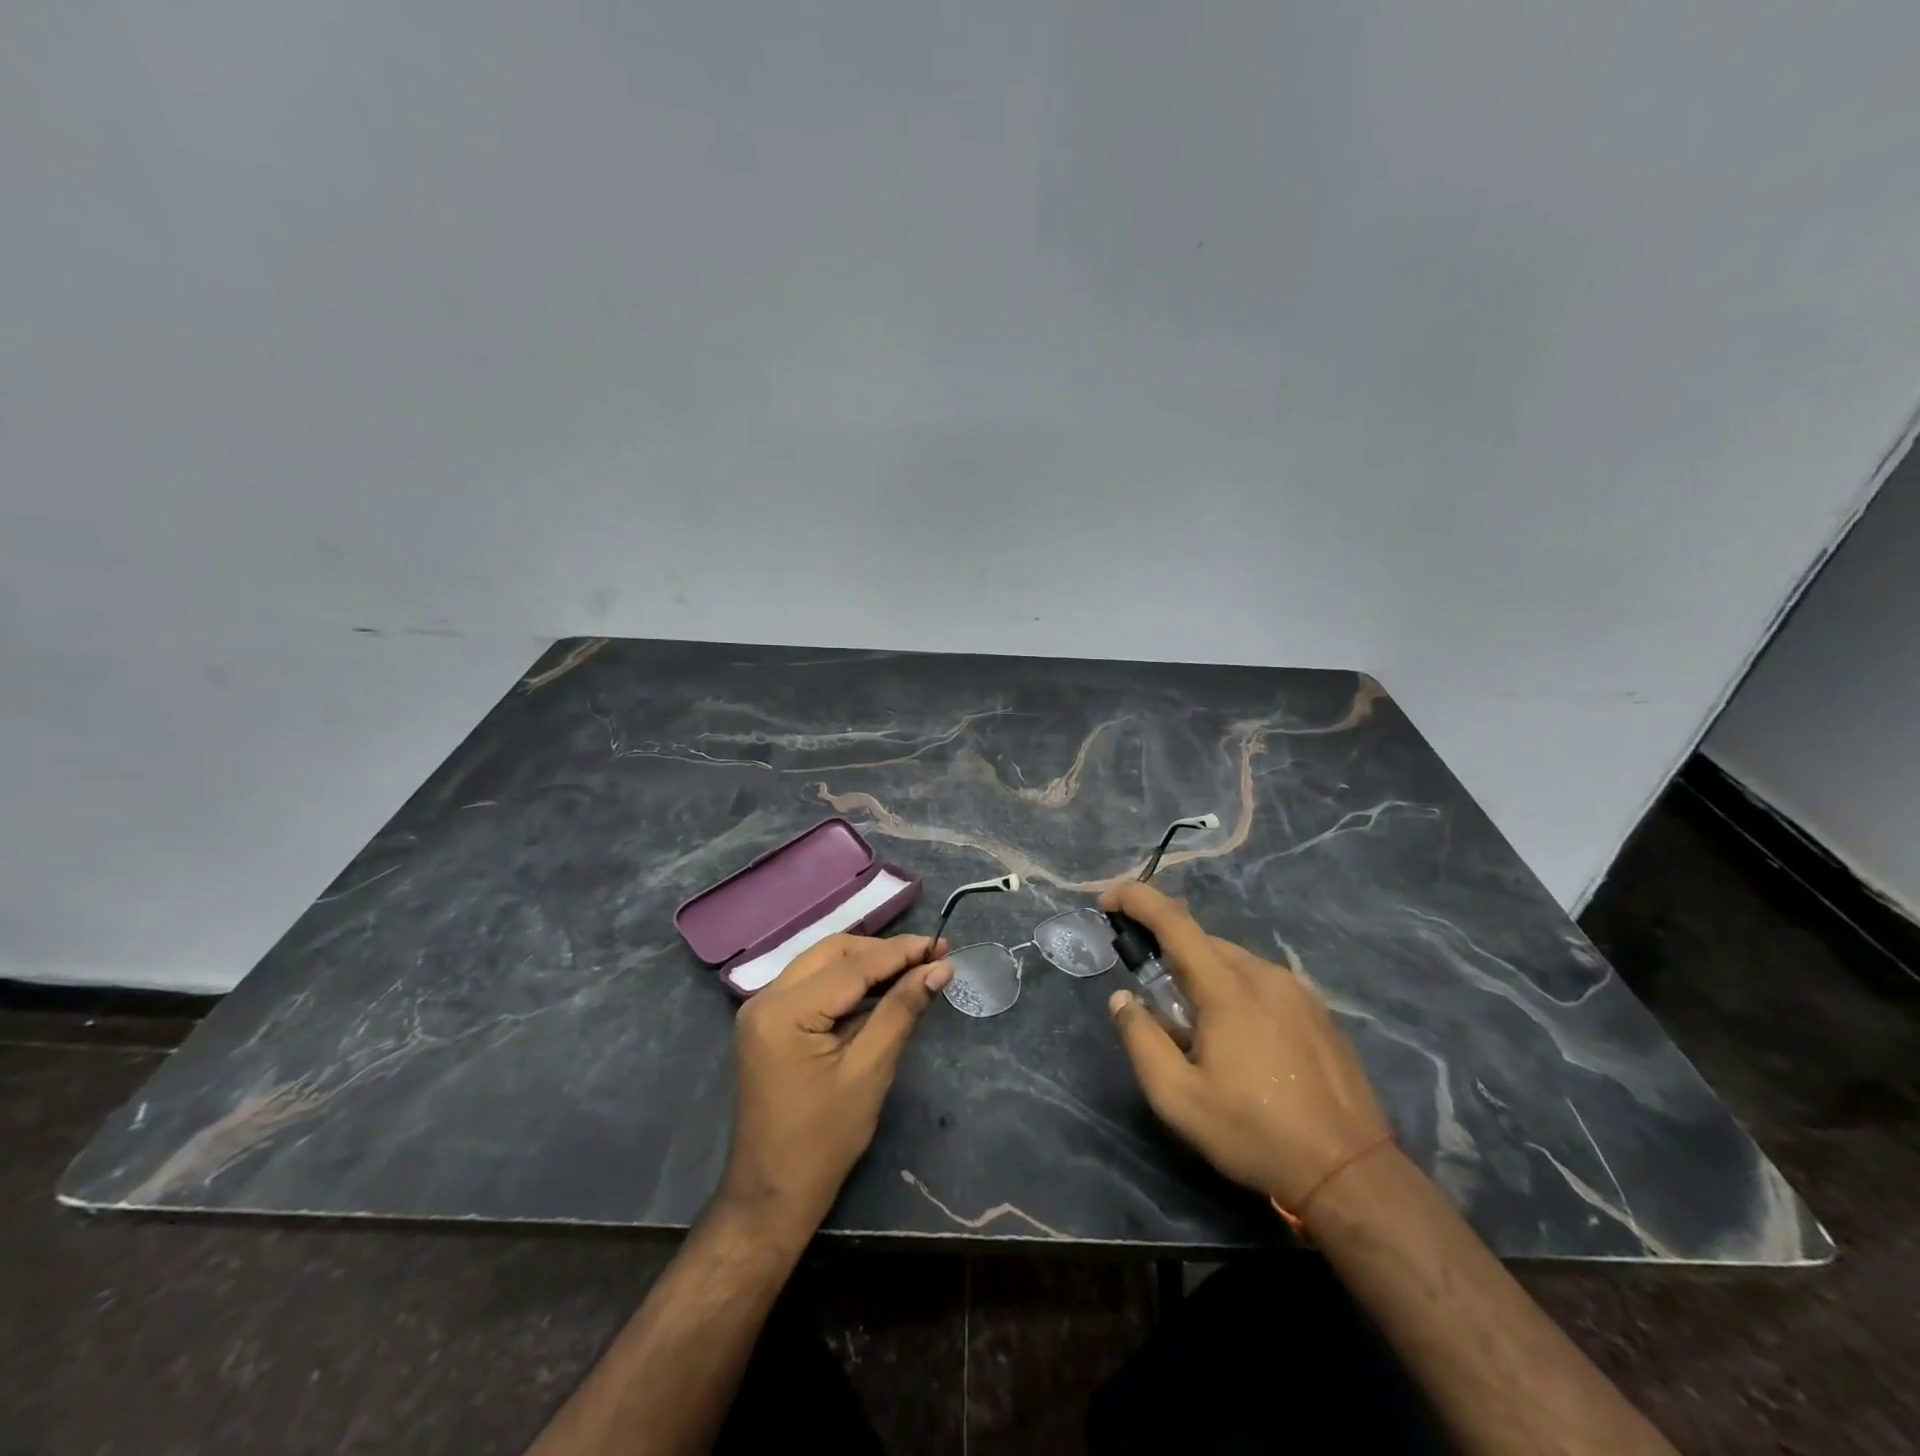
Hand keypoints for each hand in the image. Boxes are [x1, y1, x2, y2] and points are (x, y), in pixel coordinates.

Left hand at [718, 933, 951, 1239]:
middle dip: (883, 952)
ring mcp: (762, 1009)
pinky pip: (813, 984)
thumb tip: (939, 968)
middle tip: (930, 957)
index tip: (941, 944)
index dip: (900, 952)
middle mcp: (766, 998)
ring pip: (823, 963)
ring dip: (867, 963)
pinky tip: (881, 988)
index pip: (852, 965)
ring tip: (914, 968)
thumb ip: (901, 1010)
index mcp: (784, 1011)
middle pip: (834, 952)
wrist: (772, 1194)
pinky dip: (848, 981)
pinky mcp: (769, 1022)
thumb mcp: (870, 1071)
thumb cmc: (824, 1140)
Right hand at [1099, 882, 1389, 1210]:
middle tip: (1153, 998)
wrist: (1351, 1172)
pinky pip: (1261, 982)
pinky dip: (1235, 991)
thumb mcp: (1178, 1099)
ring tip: (1197, 1031)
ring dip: (1203, 977)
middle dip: (1168, 954)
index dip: (1137, 899)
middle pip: (1203, 941)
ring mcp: (1297, 991)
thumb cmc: (1255, 1134)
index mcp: (1228, 988)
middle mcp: (1264, 975)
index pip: (1174, 922)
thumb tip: (1123, 998)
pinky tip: (1240, 1040)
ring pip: (1233, 962)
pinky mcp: (1318, 1011)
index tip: (1108, 899)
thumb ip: (1141, 1040)